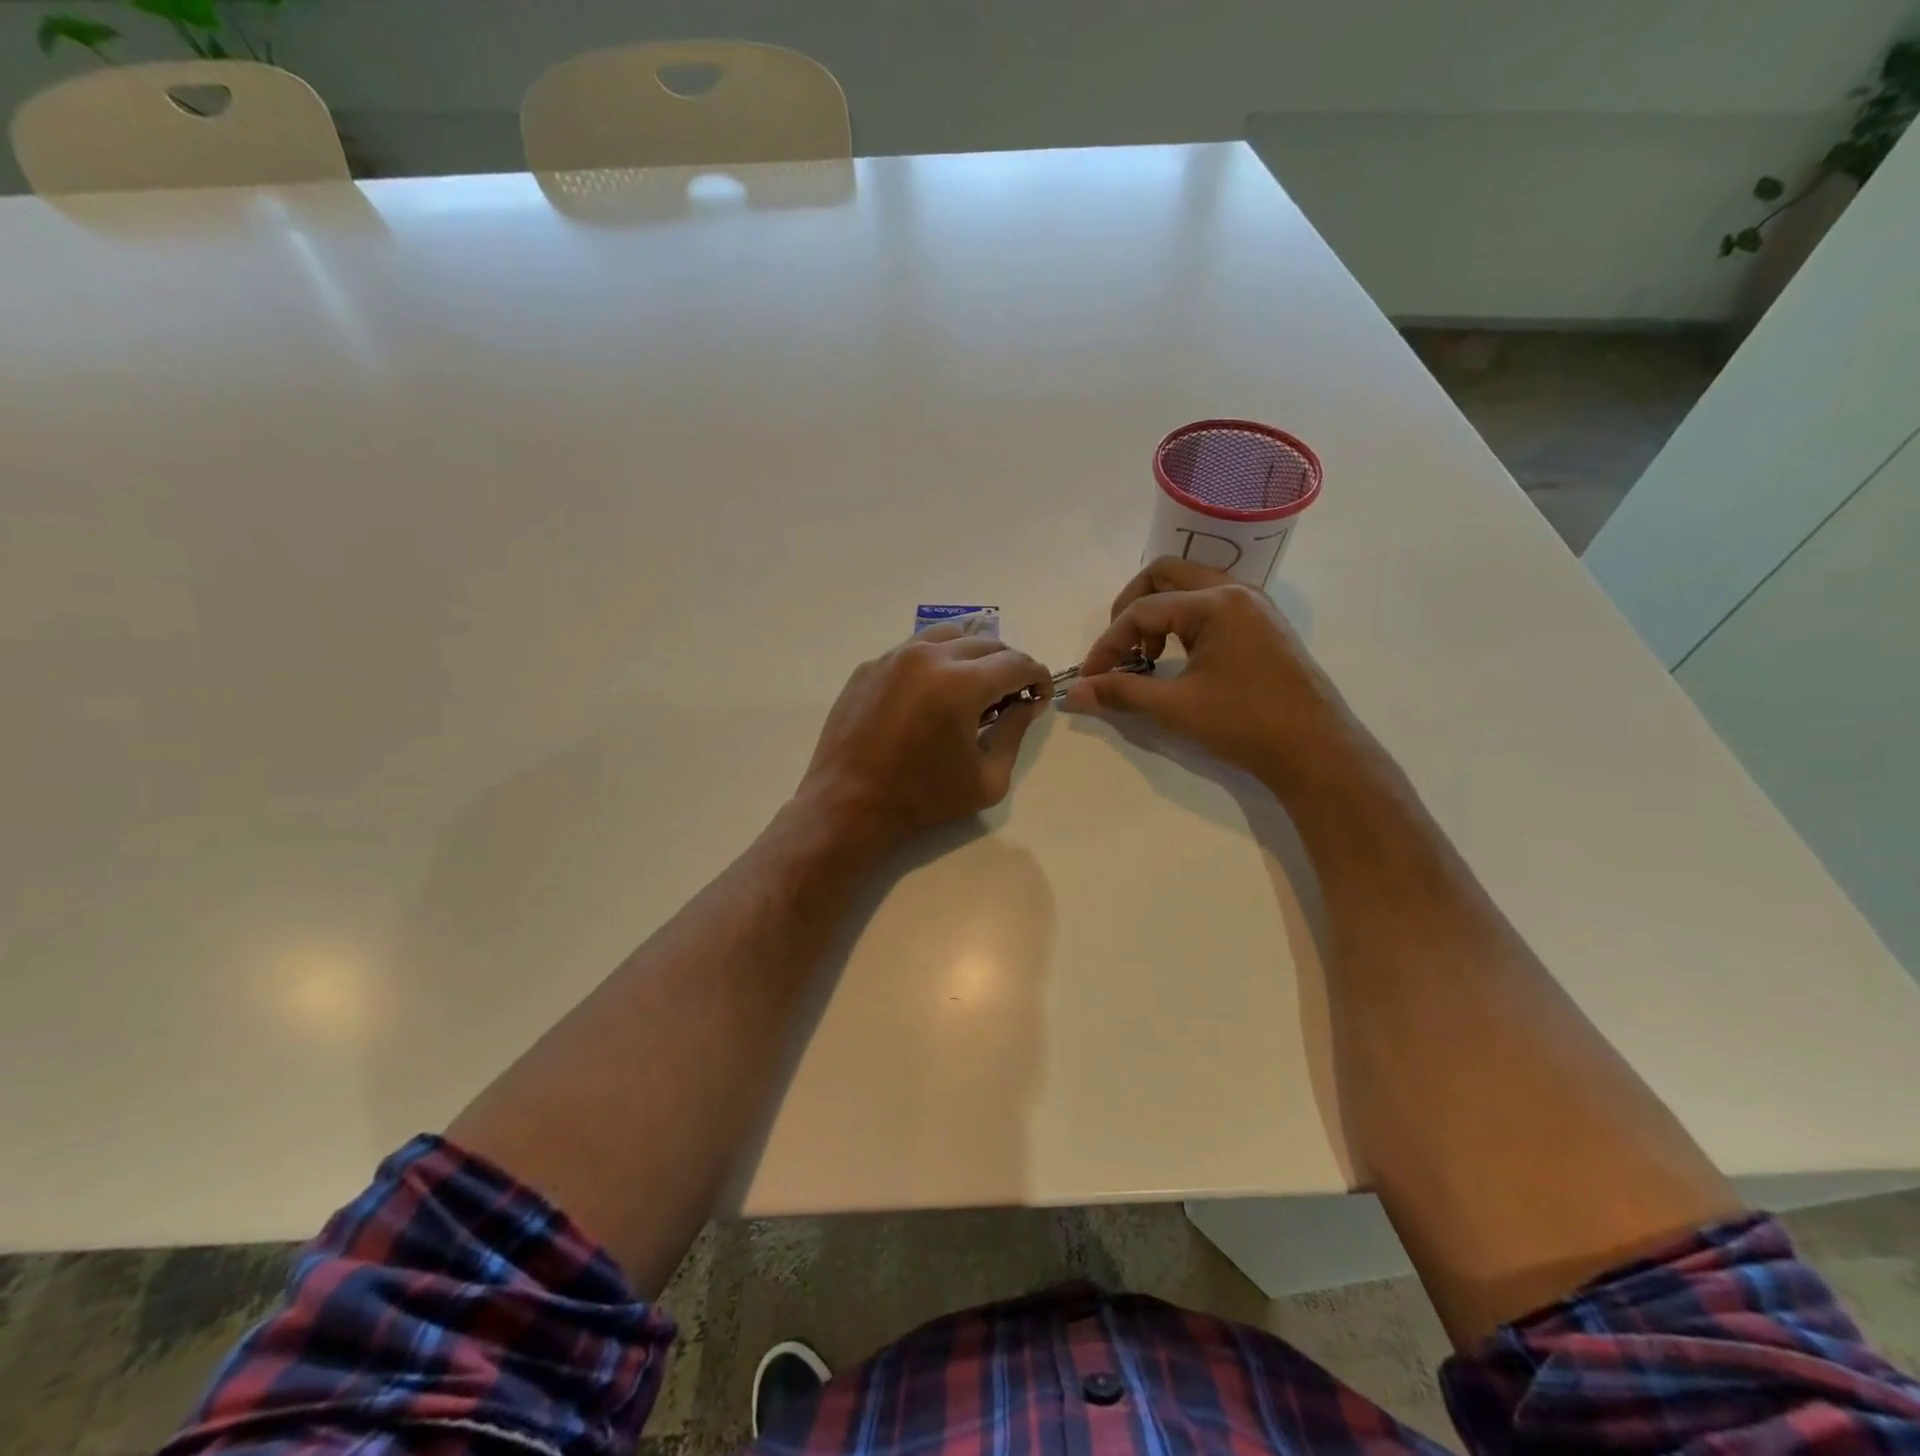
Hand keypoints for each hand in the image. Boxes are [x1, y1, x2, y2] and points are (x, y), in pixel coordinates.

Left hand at [799, 626, 1051, 852]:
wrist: (848, 805)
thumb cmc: (923, 799)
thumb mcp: (987, 778)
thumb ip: (1014, 732)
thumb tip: (1027, 704)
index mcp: (961, 683)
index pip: (1016, 663)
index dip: (1037, 677)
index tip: (1039, 697)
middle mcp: (928, 657)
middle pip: (986, 643)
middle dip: (1007, 666)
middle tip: (1010, 696)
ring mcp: (893, 657)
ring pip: (948, 636)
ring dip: (972, 656)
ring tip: (973, 688)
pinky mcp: (869, 667)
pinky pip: (913, 650)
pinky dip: (935, 663)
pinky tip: (932, 695)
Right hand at [1062, 558, 1354, 790]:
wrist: (1316, 751)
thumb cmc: (1246, 724)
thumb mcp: (1176, 708)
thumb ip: (1121, 694)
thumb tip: (1073, 694)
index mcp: (1216, 604)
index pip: (1142, 610)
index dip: (1108, 644)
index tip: (1092, 678)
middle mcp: (1236, 591)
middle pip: (1164, 575)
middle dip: (1130, 608)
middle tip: (1119, 649)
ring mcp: (1254, 605)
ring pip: (1190, 586)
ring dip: (1158, 612)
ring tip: (1148, 657)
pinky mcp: (1263, 624)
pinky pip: (1211, 604)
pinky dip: (1184, 621)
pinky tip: (1179, 658)